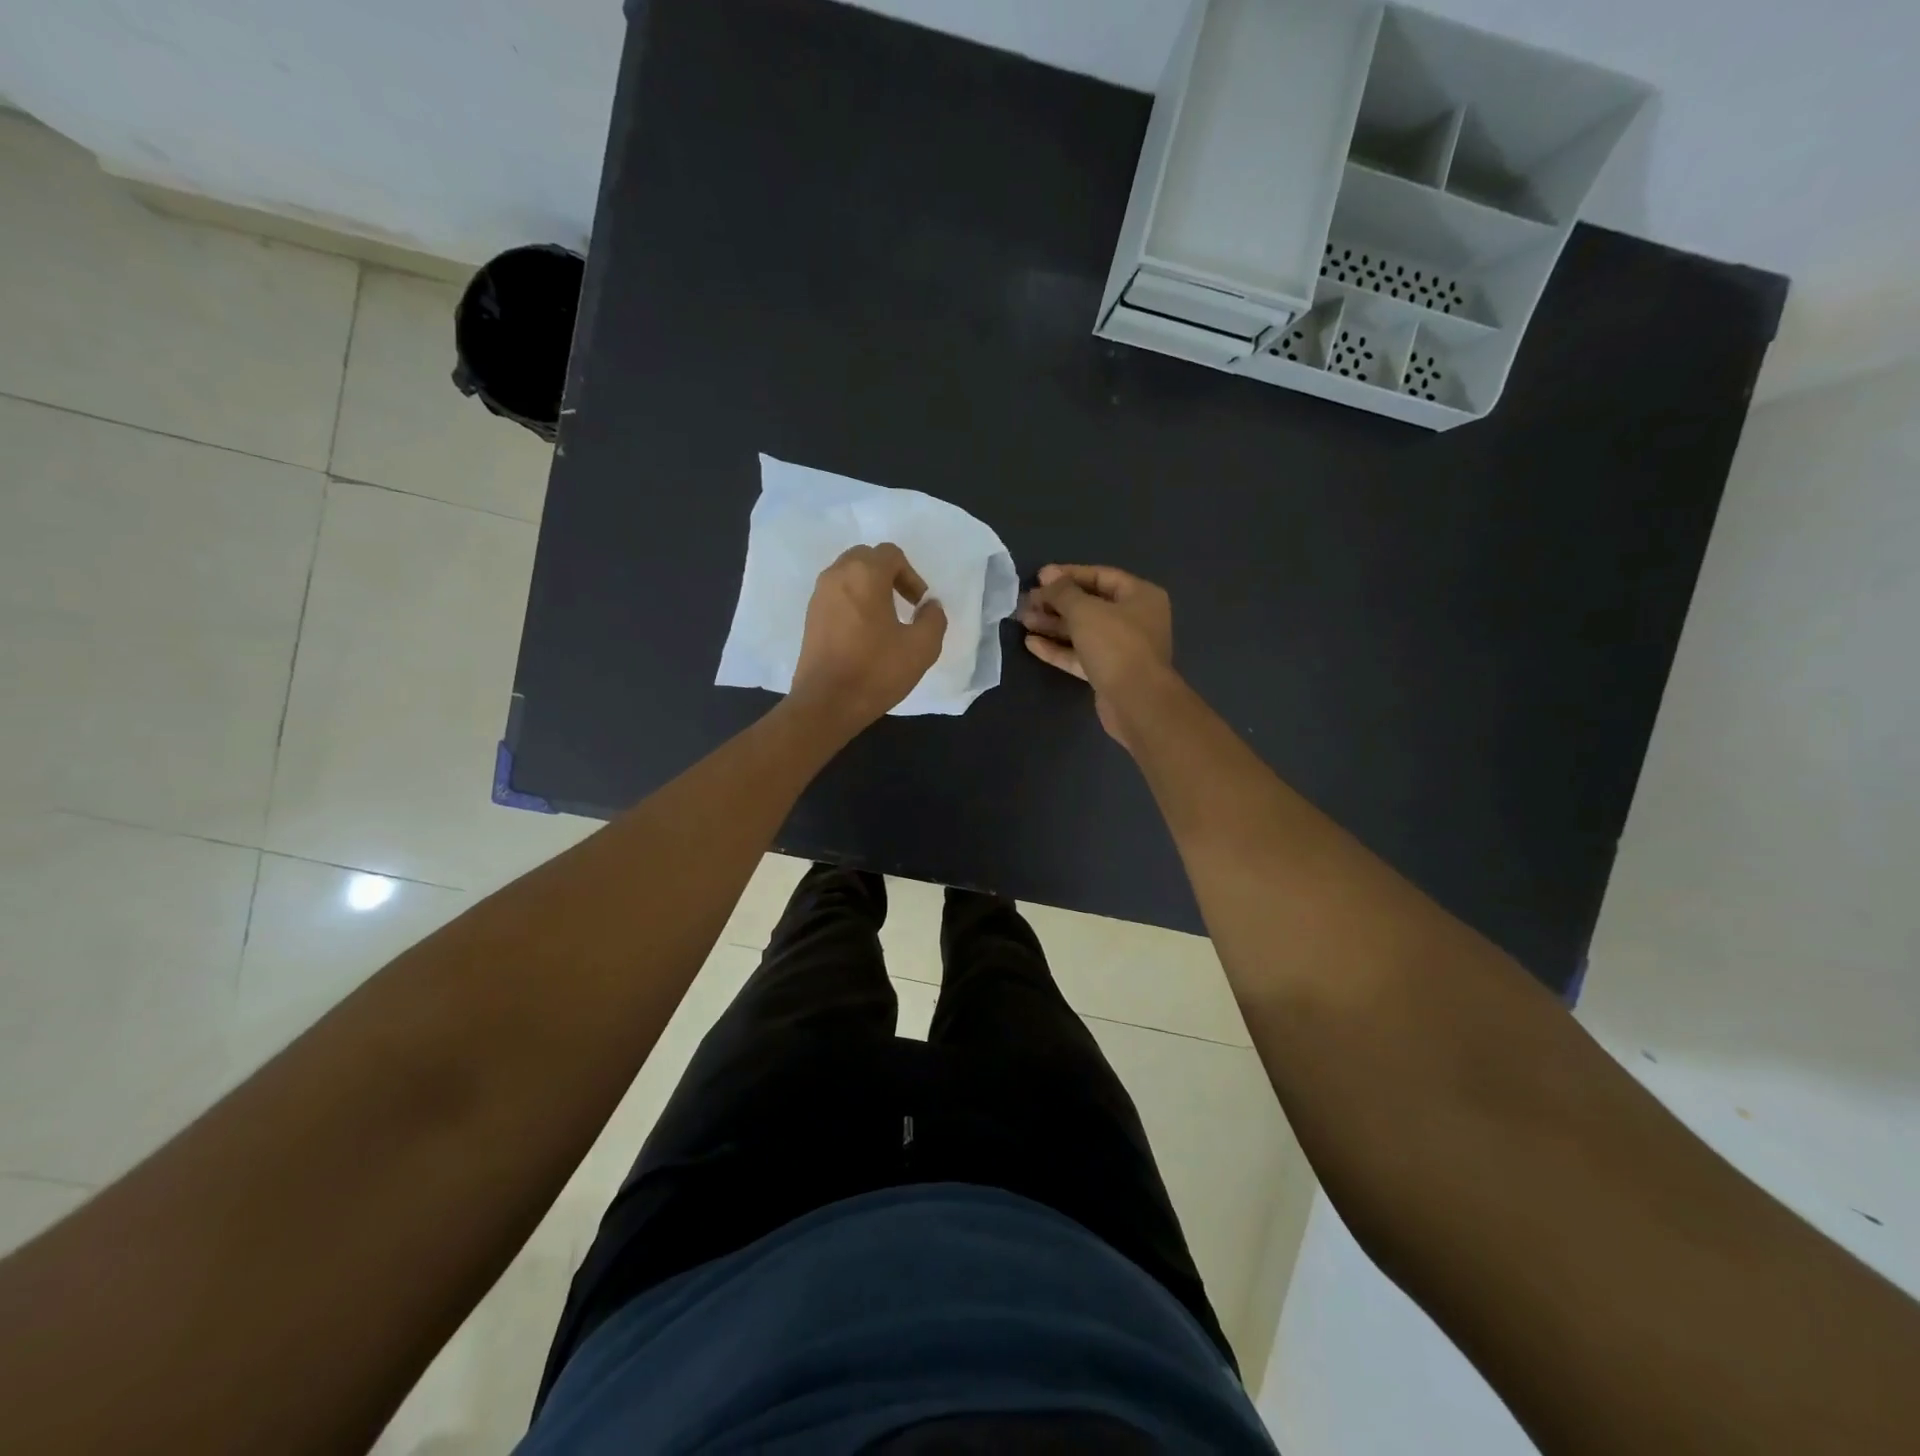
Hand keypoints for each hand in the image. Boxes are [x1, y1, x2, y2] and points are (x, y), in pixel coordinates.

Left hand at [789, 543, 947, 733]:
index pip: (891, 554)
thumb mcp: (922, 647)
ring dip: (869, 588)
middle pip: (866, 558)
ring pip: (848, 576)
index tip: (918, 605)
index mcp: (864, 574)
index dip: (911, 575)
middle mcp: (837, 575)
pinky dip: (852, 602)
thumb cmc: (876, 671)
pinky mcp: (810, 617)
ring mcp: (819, 596)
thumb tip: (930, 606)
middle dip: (888, 575)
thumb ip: (934, 619)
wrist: (826, 703)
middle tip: (903, 604)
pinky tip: (863, 634)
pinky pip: (836, 595)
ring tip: (884, 620)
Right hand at [1017, 563, 1174, 746]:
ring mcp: (1121, 649)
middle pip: (1090, 605)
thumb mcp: (1085, 611)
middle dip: (1056, 602)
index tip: (1040, 577)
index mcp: (1140, 596)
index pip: (1100, 576)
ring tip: (1023, 620)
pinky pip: (1080, 655)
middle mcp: (1134, 619)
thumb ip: (1063, 592)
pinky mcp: (1108, 673)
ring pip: (1082, 631)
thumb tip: (1048, 578)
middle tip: (1027, 601)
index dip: (1068, 574)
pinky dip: (1058, 649)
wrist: (1137, 702)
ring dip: (1053, 625)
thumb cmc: (1116, 645)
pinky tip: (1032, 644)